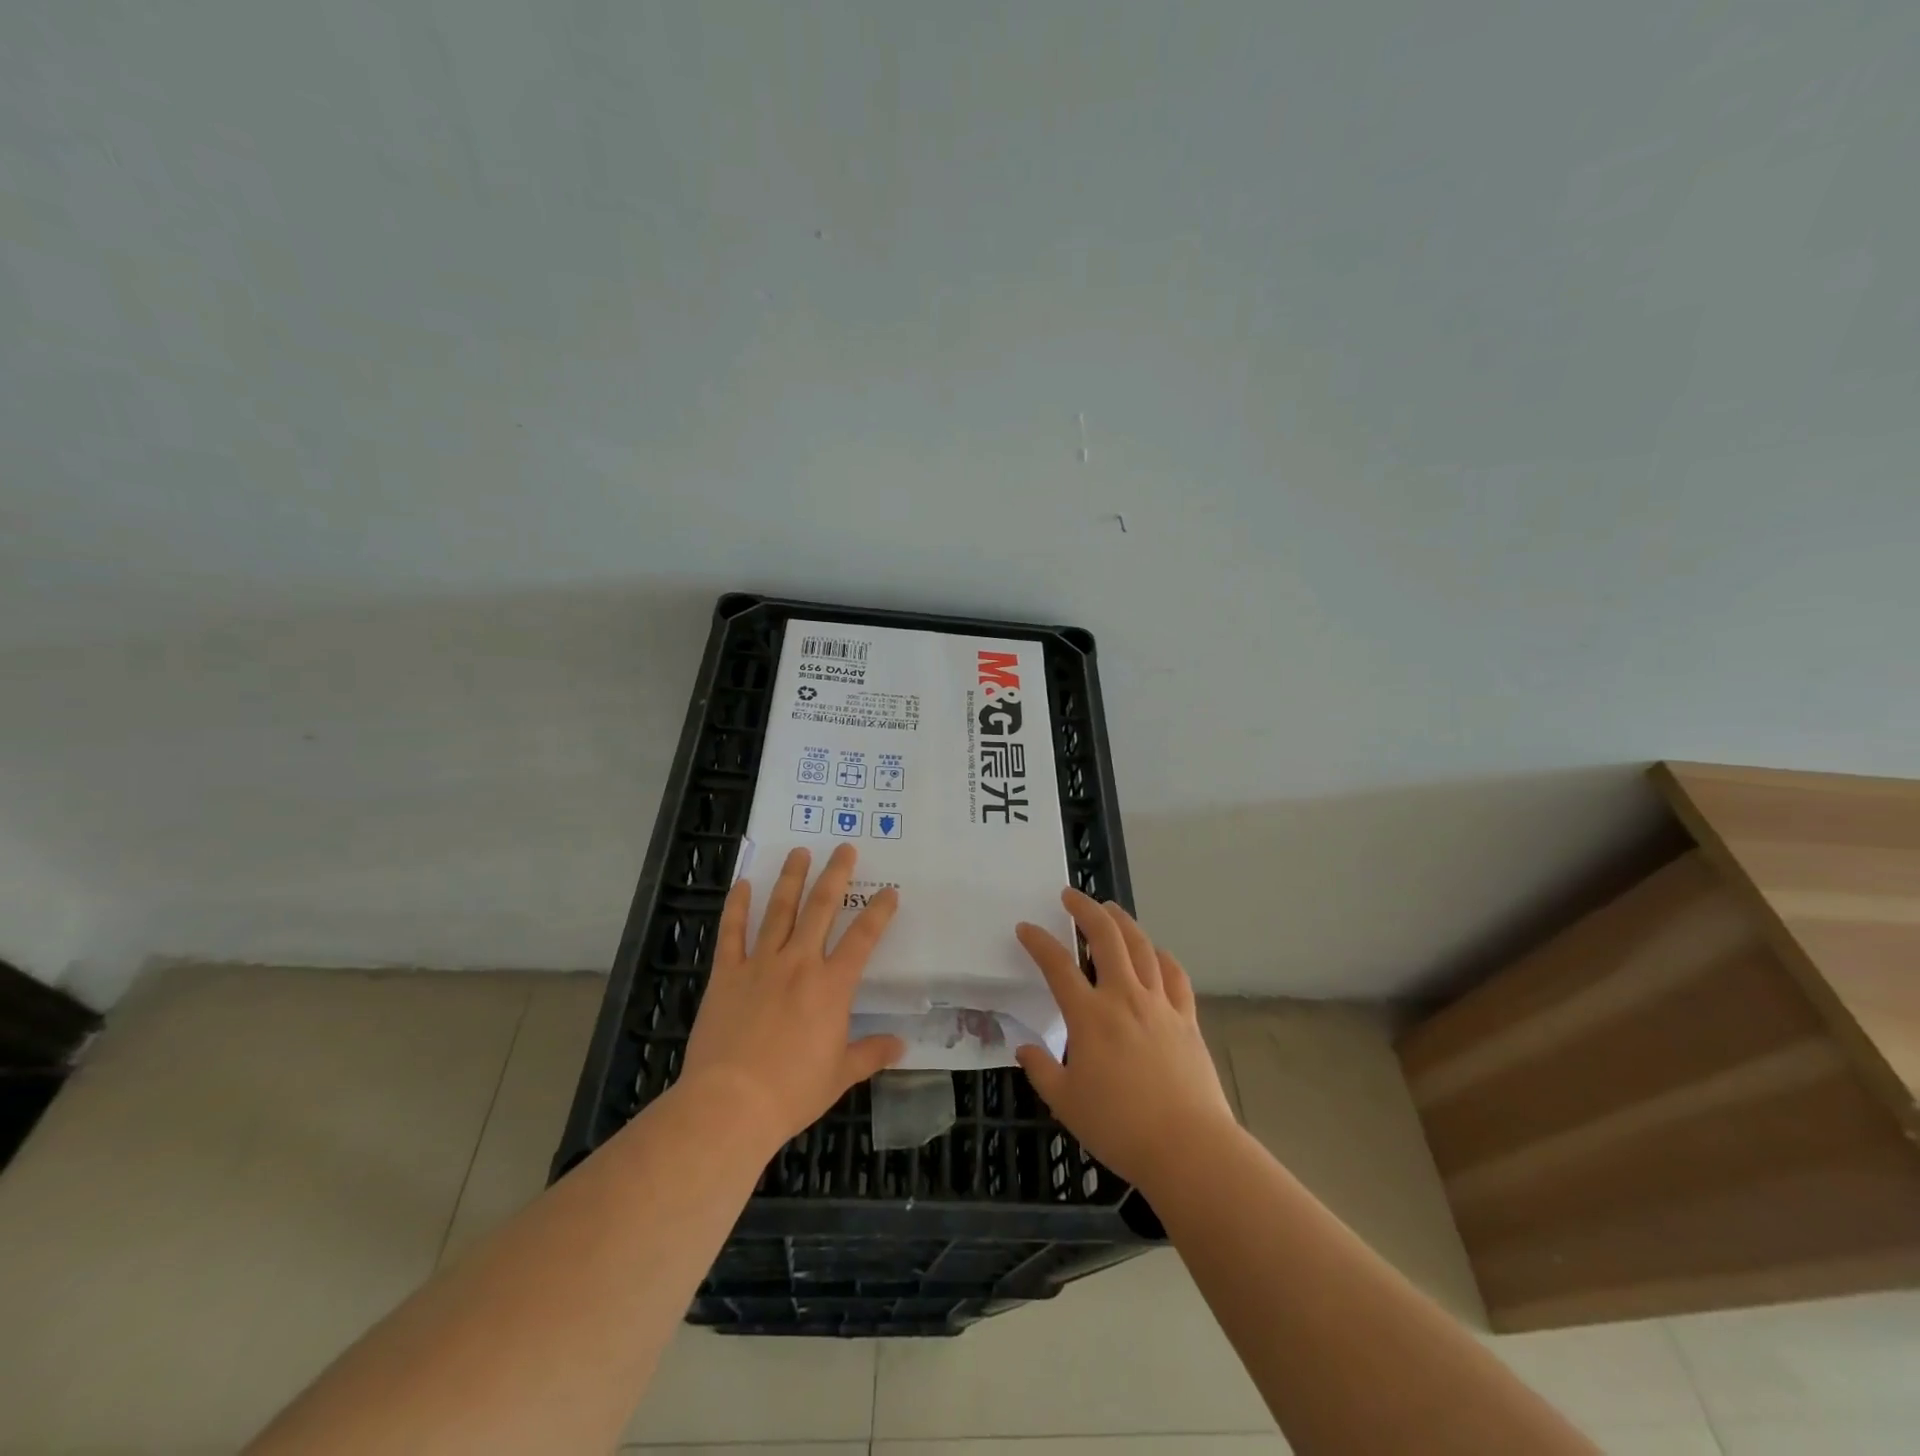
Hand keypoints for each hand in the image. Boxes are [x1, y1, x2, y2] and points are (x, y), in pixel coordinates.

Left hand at [681, 844, 904, 1154]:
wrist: (730, 1104)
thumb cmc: (791, 1092)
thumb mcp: (839, 1076)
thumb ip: (870, 1053)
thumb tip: (900, 1044)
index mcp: (832, 986)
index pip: (863, 938)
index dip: (879, 912)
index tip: (889, 892)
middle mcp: (799, 963)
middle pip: (821, 908)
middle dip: (835, 875)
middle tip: (844, 848)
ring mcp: (760, 964)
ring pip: (779, 910)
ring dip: (791, 879)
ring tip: (799, 852)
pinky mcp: (727, 974)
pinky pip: (732, 932)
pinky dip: (737, 906)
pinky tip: (743, 883)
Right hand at [1014, 889, 1236, 1193]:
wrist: (1188, 1147)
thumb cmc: (1120, 1127)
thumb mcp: (1066, 1103)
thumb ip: (1042, 1070)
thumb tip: (1024, 1047)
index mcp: (1090, 1016)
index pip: (1058, 966)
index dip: (1038, 942)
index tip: (1025, 928)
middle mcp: (1124, 998)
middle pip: (1105, 938)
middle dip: (1085, 910)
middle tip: (1071, 896)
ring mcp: (1159, 1004)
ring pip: (1141, 947)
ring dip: (1123, 922)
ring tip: (1109, 909)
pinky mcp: (1186, 1018)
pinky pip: (1175, 975)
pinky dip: (1162, 956)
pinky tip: (1155, 952)